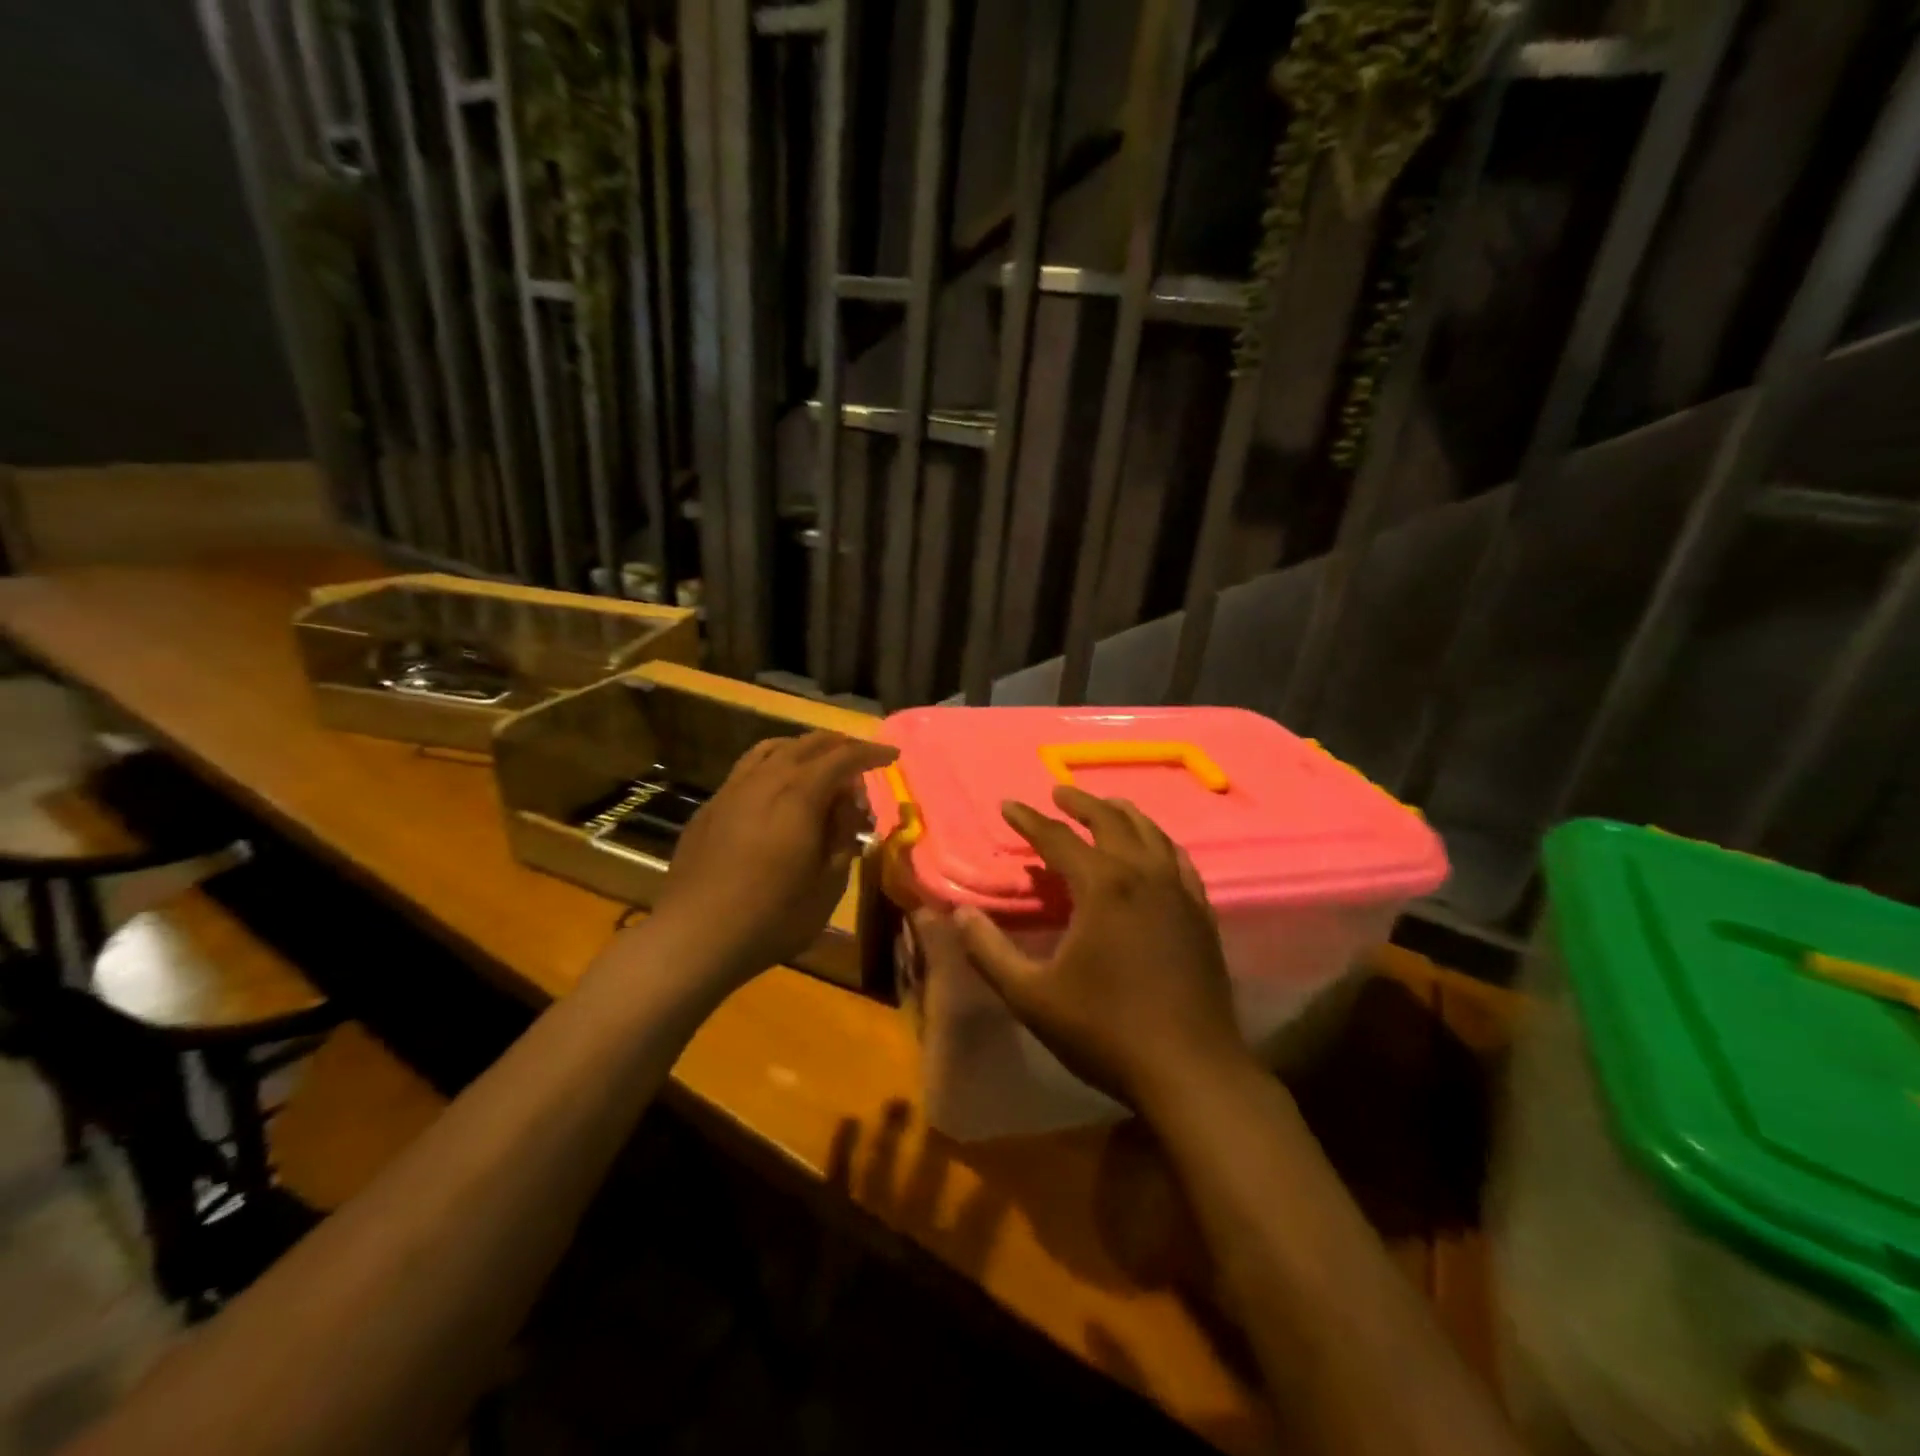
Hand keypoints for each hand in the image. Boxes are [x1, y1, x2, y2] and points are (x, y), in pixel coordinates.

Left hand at [653, 730, 896, 981]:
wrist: (693, 936)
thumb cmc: (772, 917)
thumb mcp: (828, 885)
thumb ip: (842, 838)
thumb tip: (847, 809)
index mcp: (799, 795)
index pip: (843, 757)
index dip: (870, 753)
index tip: (892, 757)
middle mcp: (765, 780)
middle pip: (807, 744)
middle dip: (839, 745)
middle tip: (860, 756)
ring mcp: (732, 790)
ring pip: (772, 750)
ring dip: (802, 748)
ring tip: (819, 761)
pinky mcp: (710, 807)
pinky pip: (748, 769)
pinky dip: (773, 765)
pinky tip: (776, 788)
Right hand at [930, 785, 1252, 1113]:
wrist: (1191, 1070)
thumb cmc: (1106, 1031)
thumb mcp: (1033, 996)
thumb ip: (989, 952)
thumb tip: (959, 914)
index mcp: (1102, 887)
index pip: (1058, 839)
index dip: (1029, 820)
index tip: (1007, 805)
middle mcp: (1143, 876)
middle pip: (1111, 822)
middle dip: (1081, 804)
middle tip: (1058, 793)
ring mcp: (1179, 893)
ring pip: (1151, 834)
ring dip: (1123, 814)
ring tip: (1107, 806)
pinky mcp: (1201, 914)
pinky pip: (1180, 861)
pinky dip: (1161, 843)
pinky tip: (1157, 849)